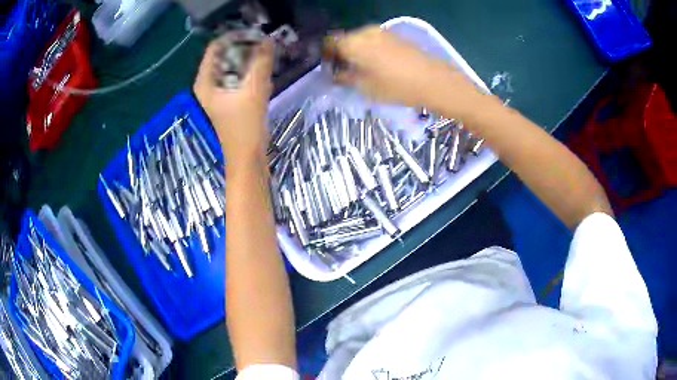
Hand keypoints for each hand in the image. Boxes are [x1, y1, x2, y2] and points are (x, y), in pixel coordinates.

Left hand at [194, 39, 273, 165]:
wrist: (248, 157)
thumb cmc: (245, 126)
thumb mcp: (254, 90)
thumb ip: (261, 63)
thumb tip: (268, 40)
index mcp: (205, 82)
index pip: (215, 48)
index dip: (233, 38)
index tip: (254, 34)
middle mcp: (209, 85)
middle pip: (225, 56)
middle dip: (244, 49)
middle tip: (265, 45)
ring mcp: (219, 93)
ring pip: (234, 67)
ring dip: (250, 61)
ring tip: (267, 58)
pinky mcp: (230, 99)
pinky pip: (239, 78)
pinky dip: (250, 74)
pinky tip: (264, 77)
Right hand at [325, 26, 487, 117]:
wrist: (434, 81)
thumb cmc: (397, 86)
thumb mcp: (366, 88)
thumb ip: (345, 78)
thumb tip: (335, 74)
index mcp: (354, 43)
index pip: (329, 43)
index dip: (326, 56)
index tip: (329, 69)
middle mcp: (365, 32)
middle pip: (344, 39)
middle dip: (341, 54)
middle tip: (345, 72)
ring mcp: (382, 32)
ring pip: (360, 39)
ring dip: (356, 52)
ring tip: (362, 70)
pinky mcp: (395, 36)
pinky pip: (374, 40)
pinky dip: (370, 50)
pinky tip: (378, 65)